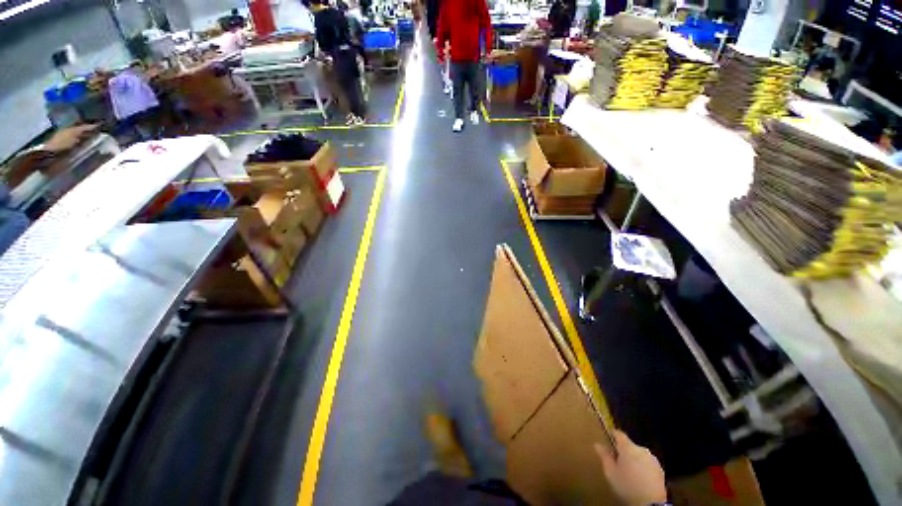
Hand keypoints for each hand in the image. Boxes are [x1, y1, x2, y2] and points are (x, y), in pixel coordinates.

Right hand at [595, 430, 666, 505]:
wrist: (651, 503)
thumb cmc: (627, 485)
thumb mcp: (610, 472)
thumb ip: (604, 456)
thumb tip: (597, 445)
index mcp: (627, 447)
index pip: (618, 433)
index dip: (612, 434)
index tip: (608, 438)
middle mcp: (641, 449)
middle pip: (629, 445)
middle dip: (623, 451)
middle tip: (617, 461)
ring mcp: (652, 459)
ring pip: (639, 454)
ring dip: (633, 459)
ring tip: (629, 471)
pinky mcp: (660, 469)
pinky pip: (647, 463)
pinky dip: (642, 467)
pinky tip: (639, 477)